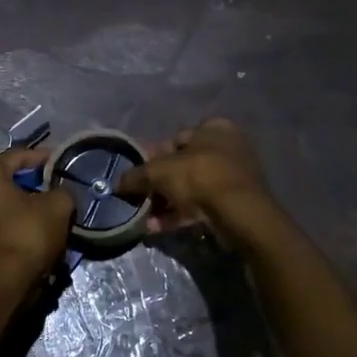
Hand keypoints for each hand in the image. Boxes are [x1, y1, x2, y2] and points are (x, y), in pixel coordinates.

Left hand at [0, 146, 74, 276]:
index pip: (15, 156)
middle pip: (2, 181)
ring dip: (16, 206)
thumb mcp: (58, 205)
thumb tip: (59, 192)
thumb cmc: (29, 233)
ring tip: (39, 213)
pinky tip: (26, 233)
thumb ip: (61, 190)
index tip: (57, 160)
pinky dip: (8, 226)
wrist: (6, 281)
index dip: (39, 156)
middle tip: (48, 187)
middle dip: (26, 183)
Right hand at [118, 118, 279, 244]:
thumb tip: (117, 183)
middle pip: (182, 166)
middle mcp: (227, 147)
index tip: (138, 176)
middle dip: (158, 185)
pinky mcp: (235, 203)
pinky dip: (179, 215)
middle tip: (140, 199)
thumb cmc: (199, 177)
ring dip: (166, 203)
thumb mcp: (159, 172)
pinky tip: (157, 228)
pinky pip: (201, 206)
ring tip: (145, 218)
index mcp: (213, 128)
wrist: (239, 213)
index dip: (152, 158)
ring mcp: (234, 176)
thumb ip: (136, 176)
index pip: (175, 140)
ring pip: (191, 188)